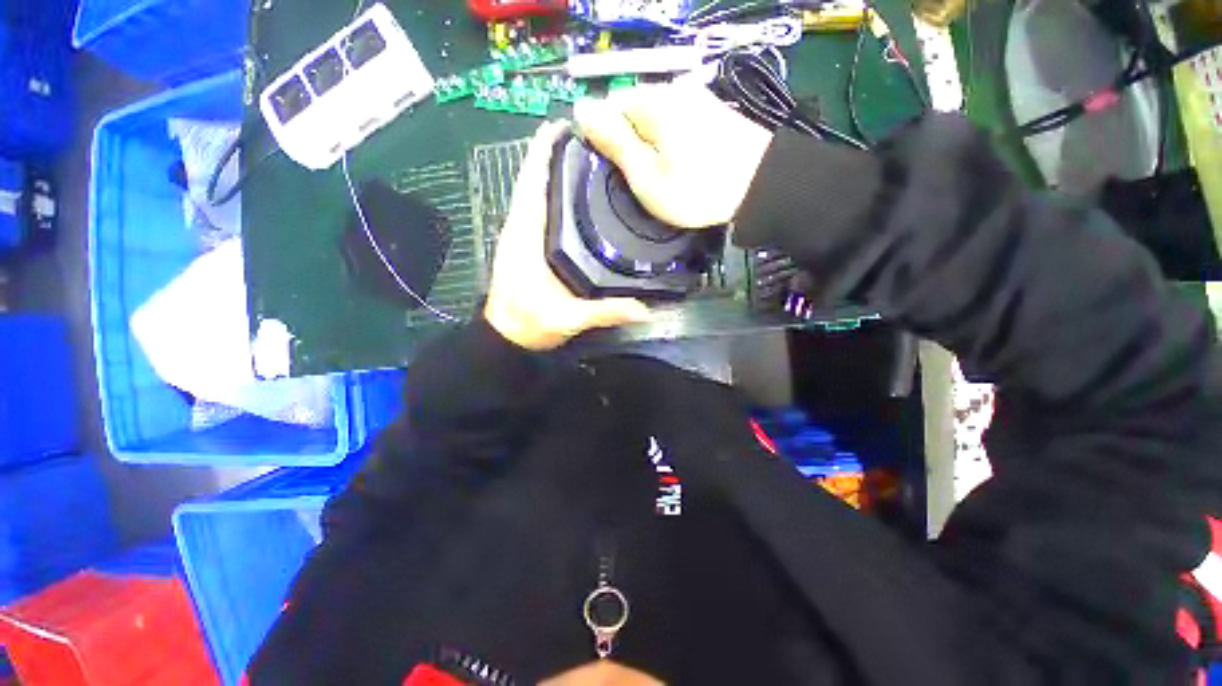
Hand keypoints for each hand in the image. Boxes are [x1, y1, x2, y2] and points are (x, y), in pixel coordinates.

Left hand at [485, 121, 651, 350]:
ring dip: (551, 169)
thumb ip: (605, 312)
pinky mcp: (525, 244)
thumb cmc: (529, 324)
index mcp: (526, 238)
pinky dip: (550, 192)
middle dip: (553, 153)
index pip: (531, 184)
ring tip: (582, 155)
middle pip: (533, 180)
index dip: (543, 152)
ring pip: (533, 192)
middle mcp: (521, 229)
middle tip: (586, 139)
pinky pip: (536, 208)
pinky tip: (572, 193)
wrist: (506, 336)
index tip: (563, 126)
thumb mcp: (568, 319)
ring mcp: (521, 235)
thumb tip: (644, 309)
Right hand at [574, 83, 772, 228]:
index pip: (607, 106)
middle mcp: (673, 89)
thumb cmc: (698, 190)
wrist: (761, 188)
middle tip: (644, 180)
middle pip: (632, 112)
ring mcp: (696, 98)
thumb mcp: (647, 176)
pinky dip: (671, 143)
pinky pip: (676, 123)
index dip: (606, 140)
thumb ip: (615, 142)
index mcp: (652, 101)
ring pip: (654, 119)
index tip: (619, 172)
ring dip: (651, 145)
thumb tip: (581, 110)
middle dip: (630, 143)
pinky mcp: (711, 111)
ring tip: (665, 176)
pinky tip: (683, 165)